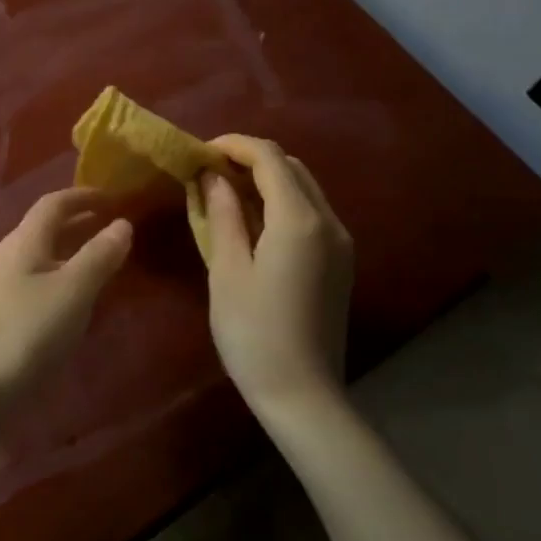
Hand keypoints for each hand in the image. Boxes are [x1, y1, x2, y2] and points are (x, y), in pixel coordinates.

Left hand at [0, 188, 133, 412]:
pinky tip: (66, 310)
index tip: (113, 198)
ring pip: (35, 261)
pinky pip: (28, 288)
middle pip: (42, 230)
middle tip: (112, 230)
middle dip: (77, 225)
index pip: (53, 204)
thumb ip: (98, 257)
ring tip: (97, 270)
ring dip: (66, 256)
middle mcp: (3, 258)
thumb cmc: (21, 335)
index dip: (83, 196)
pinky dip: (54, 285)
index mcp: (22, 242)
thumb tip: (122, 223)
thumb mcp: (71, 293)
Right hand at [201, 135, 353, 413]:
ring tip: (226, 192)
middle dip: (250, 158)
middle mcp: (329, 222)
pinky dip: (282, 201)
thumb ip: (223, 215)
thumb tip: (212, 177)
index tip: (199, 152)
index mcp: (299, 220)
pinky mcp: (340, 261)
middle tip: (209, 172)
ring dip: (267, 179)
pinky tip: (253, 221)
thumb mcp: (227, 270)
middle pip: (291, 167)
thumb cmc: (254, 333)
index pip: (268, 158)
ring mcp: (340, 242)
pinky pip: (311, 212)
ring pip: (304, 187)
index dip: (233, 145)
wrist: (303, 395)